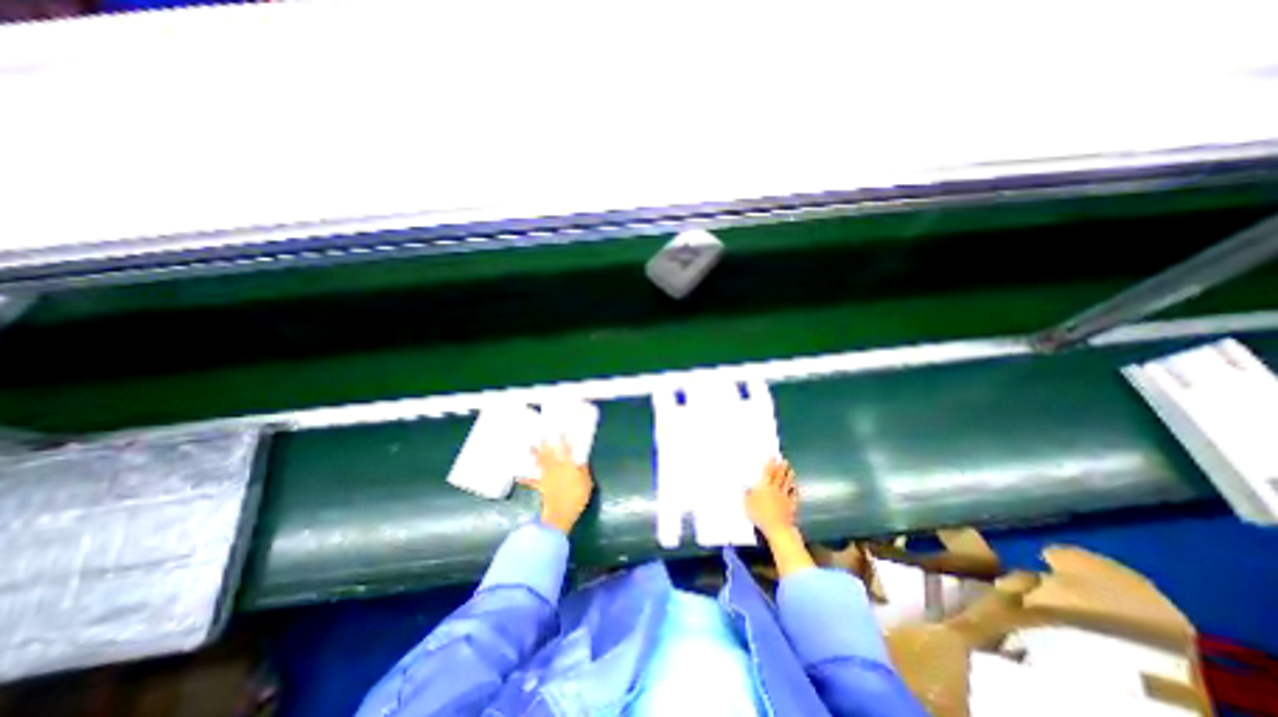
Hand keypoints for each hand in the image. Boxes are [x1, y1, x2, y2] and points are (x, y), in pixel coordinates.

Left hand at [518, 441, 592, 534]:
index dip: (563, 439)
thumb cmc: (577, 496)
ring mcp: (547, 476)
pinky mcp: (540, 486)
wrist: (561, 513)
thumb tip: (582, 461)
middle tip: (541, 434)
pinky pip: (531, 481)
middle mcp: (556, 467)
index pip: (566, 448)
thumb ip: (583, 470)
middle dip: (545, 443)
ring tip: (529, 446)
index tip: (560, 430)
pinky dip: (524, 478)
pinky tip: (518, 475)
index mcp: (568, 464)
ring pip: (540, 462)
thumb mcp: (587, 482)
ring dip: (534, 454)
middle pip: (549, 452)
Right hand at [747, 460, 812, 577]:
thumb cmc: (760, 515)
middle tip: (784, 460)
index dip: (771, 464)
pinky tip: (797, 488)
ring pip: (788, 484)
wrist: (777, 528)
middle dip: (782, 468)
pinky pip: (794, 496)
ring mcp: (785, 498)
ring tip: (791, 470)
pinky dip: (795, 491)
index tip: (774, 457)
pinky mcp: (791, 506)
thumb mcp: (747, 504)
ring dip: (789, 476)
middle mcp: (776, 489)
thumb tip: (744, 485)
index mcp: (764, 487)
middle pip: (779, 477)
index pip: (768, 473)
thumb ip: (746, 494)